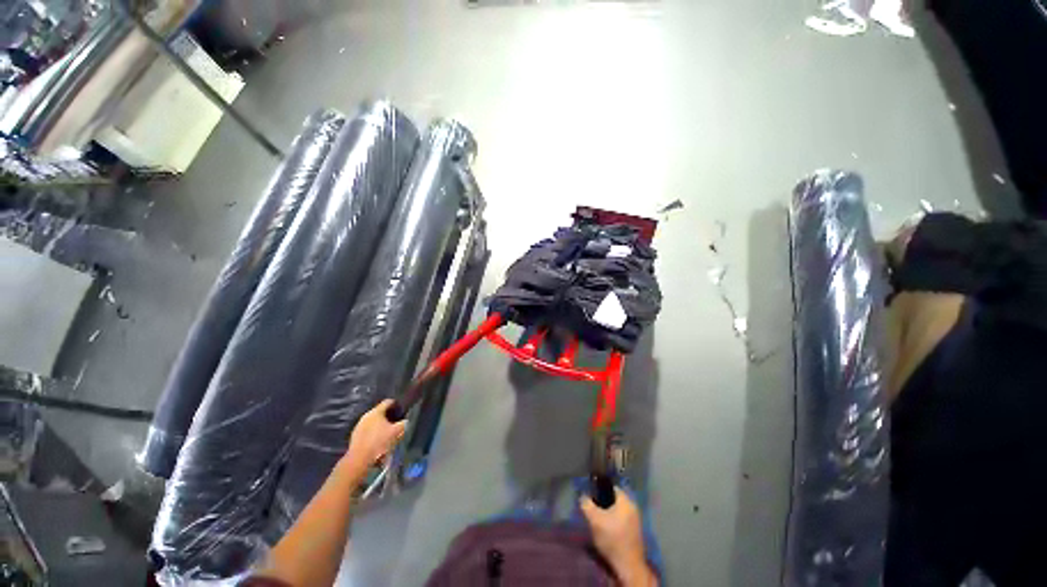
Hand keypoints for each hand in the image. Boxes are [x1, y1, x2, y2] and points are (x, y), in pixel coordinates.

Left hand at [343, 399, 406, 472]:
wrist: (359, 460)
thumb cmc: (379, 442)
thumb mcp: (397, 432)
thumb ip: (403, 424)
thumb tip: (406, 421)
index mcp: (376, 411)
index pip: (388, 402)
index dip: (396, 404)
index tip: (401, 410)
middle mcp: (366, 416)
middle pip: (380, 412)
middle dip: (388, 417)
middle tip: (396, 423)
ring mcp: (359, 426)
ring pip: (373, 422)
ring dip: (380, 426)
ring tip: (387, 434)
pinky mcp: (355, 436)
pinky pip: (367, 431)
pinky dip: (373, 434)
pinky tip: (378, 442)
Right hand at [580, 487, 655, 585]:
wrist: (628, 565)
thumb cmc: (612, 538)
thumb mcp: (594, 519)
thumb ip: (586, 504)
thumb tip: (583, 496)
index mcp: (625, 500)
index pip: (611, 487)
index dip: (600, 490)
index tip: (591, 497)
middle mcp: (633, 507)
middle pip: (614, 500)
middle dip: (603, 503)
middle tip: (593, 510)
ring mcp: (636, 521)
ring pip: (618, 511)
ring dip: (608, 515)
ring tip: (598, 522)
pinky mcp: (635, 532)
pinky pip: (622, 521)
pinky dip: (614, 523)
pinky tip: (607, 531)